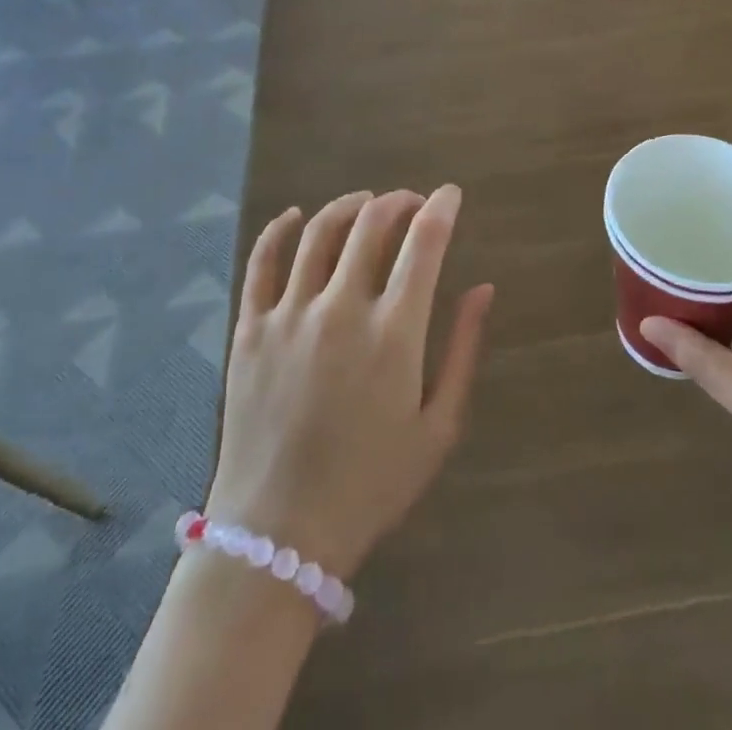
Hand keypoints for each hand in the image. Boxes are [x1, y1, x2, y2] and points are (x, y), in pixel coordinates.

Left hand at [206, 187, 494, 579]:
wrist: (279, 536)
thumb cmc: (371, 485)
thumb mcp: (438, 428)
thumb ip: (463, 350)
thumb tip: (482, 288)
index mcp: (393, 332)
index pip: (424, 243)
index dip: (441, 208)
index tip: (450, 194)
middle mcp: (340, 308)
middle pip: (372, 224)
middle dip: (398, 201)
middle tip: (411, 202)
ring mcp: (289, 314)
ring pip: (319, 232)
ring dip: (348, 206)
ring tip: (365, 204)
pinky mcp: (249, 328)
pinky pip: (262, 261)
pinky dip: (279, 229)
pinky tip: (295, 216)